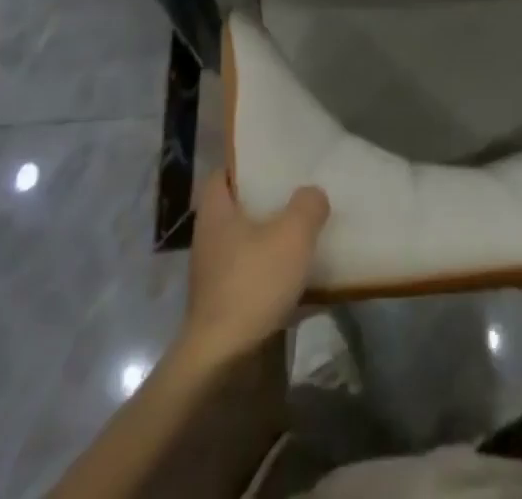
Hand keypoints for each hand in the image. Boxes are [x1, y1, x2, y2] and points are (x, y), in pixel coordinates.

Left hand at [179, 173, 329, 369]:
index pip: (222, 174)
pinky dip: (274, 273)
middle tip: (299, 192)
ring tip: (307, 233)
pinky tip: (302, 277)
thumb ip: (307, 205)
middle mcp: (210, 239)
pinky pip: (254, 276)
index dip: (245, 164)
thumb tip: (312, 195)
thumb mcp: (292, 234)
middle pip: (238, 208)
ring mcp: (215, 275)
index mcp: (216, 212)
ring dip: (273, 239)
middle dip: (267, 202)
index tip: (273, 160)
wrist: (223, 361)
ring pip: (248, 243)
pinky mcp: (225, 305)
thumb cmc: (252, 283)